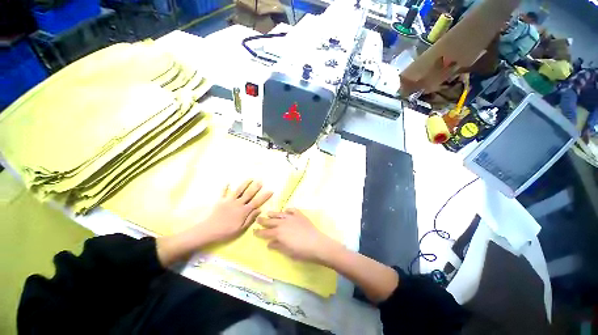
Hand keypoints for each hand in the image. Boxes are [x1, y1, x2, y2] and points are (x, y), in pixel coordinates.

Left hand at [197, 180, 272, 243]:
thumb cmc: (226, 231)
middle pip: (248, 193)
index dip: (264, 196)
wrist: (209, 230)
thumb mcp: (241, 228)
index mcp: (244, 211)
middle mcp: (238, 203)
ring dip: (244, 184)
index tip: (270, 191)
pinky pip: (223, 192)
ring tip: (250, 178)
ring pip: (238, 190)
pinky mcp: (220, 201)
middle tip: (261, 181)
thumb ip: (250, 218)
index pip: (256, 202)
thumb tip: (259, 210)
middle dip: (255, 187)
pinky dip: (225, 187)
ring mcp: (229, 201)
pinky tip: (228, 182)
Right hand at [254, 208, 339, 262]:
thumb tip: (269, 244)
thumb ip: (277, 246)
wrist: (317, 244)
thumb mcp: (287, 252)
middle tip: (258, 219)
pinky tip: (286, 210)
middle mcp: (283, 223)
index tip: (253, 231)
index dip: (259, 232)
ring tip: (268, 212)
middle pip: (271, 221)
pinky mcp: (300, 215)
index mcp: (278, 233)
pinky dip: (288, 210)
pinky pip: (292, 210)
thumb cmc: (301, 252)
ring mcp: (292, 218)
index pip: (265, 233)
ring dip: (273, 213)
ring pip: (280, 214)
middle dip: (263, 221)